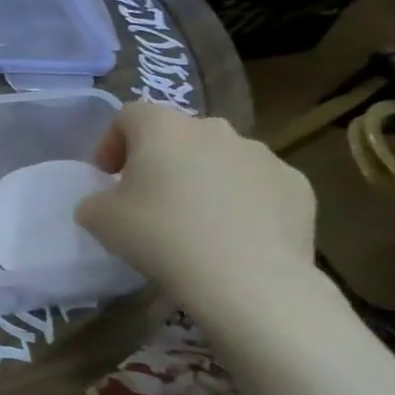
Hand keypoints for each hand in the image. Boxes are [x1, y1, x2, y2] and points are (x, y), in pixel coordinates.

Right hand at [77, 103, 315, 309]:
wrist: (247, 279)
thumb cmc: (160, 236)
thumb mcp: (98, 219)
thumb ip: (96, 200)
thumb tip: (110, 202)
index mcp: (163, 127)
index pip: (129, 116)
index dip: (112, 142)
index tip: (108, 176)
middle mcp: (214, 129)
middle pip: (178, 134)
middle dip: (161, 159)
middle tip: (149, 197)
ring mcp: (262, 155)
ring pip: (220, 158)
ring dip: (203, 178)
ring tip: (195, 220)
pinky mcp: (297, 186)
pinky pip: (257, 185)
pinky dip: (242, 201)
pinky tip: (233, 235)